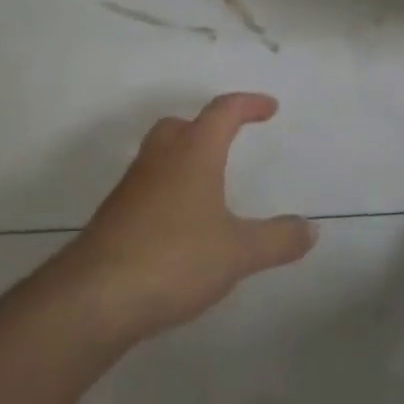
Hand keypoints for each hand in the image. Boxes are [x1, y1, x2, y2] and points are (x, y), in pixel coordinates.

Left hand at [68, 93, 316, 338]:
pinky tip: (180, 227)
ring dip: (183, 160)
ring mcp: (130, 189)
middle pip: (180, 126)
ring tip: (207, 186)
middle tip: (228, 140)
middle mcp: (159, 161)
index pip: (223, 112)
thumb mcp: (238, 252)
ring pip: (158, 157)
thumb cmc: (174, 259)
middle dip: (206, 127)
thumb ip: (277, 239)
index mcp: (193, 153)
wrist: (93, 299)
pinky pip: (146, 190)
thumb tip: (311, 230)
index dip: (249, 105)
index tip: (270, 108)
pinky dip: (166, 193)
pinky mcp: (112, 219)